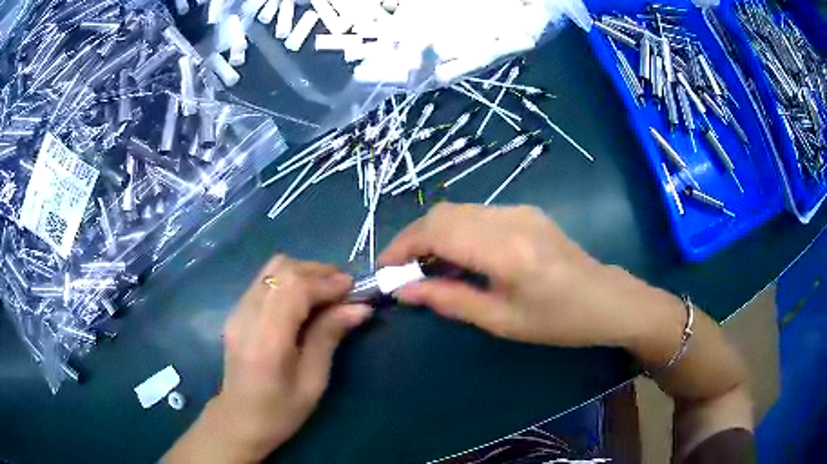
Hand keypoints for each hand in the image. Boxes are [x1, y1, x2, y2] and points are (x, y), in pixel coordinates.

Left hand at [165, 256, 371, 463]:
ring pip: (271, 269)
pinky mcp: (236, 311)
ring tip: (325, 292)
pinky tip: (302, 302)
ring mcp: (237, 310)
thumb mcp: (313, 381)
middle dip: (316, 271)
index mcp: (267, 338)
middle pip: (281, 269)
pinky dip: (289, 282)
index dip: (326, 282)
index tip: (353, 289)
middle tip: (342, 289)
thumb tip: (359, 307)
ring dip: (303, 273)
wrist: (239, 419)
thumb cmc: (280, 410)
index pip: (294, 288)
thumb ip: (329, 337)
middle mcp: (247, 315)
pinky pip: (265, 281)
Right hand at [380, 203, 666, 347]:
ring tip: (427, 267)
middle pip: (443, 213)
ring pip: (458, 210)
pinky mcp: (526, 211)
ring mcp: (520, 210)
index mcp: (505, 250)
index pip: (437, 231)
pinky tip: (460, 256)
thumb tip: (404, 291)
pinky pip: (478, 214)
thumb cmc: (558, 321)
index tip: (385, 268)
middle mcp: (509, 219)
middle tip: (404, 271)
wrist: (606, 299)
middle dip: (413, 238)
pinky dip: (456, 231)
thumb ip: (450, 301)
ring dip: (434, 234)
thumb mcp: (501, 321)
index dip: (403, 245)